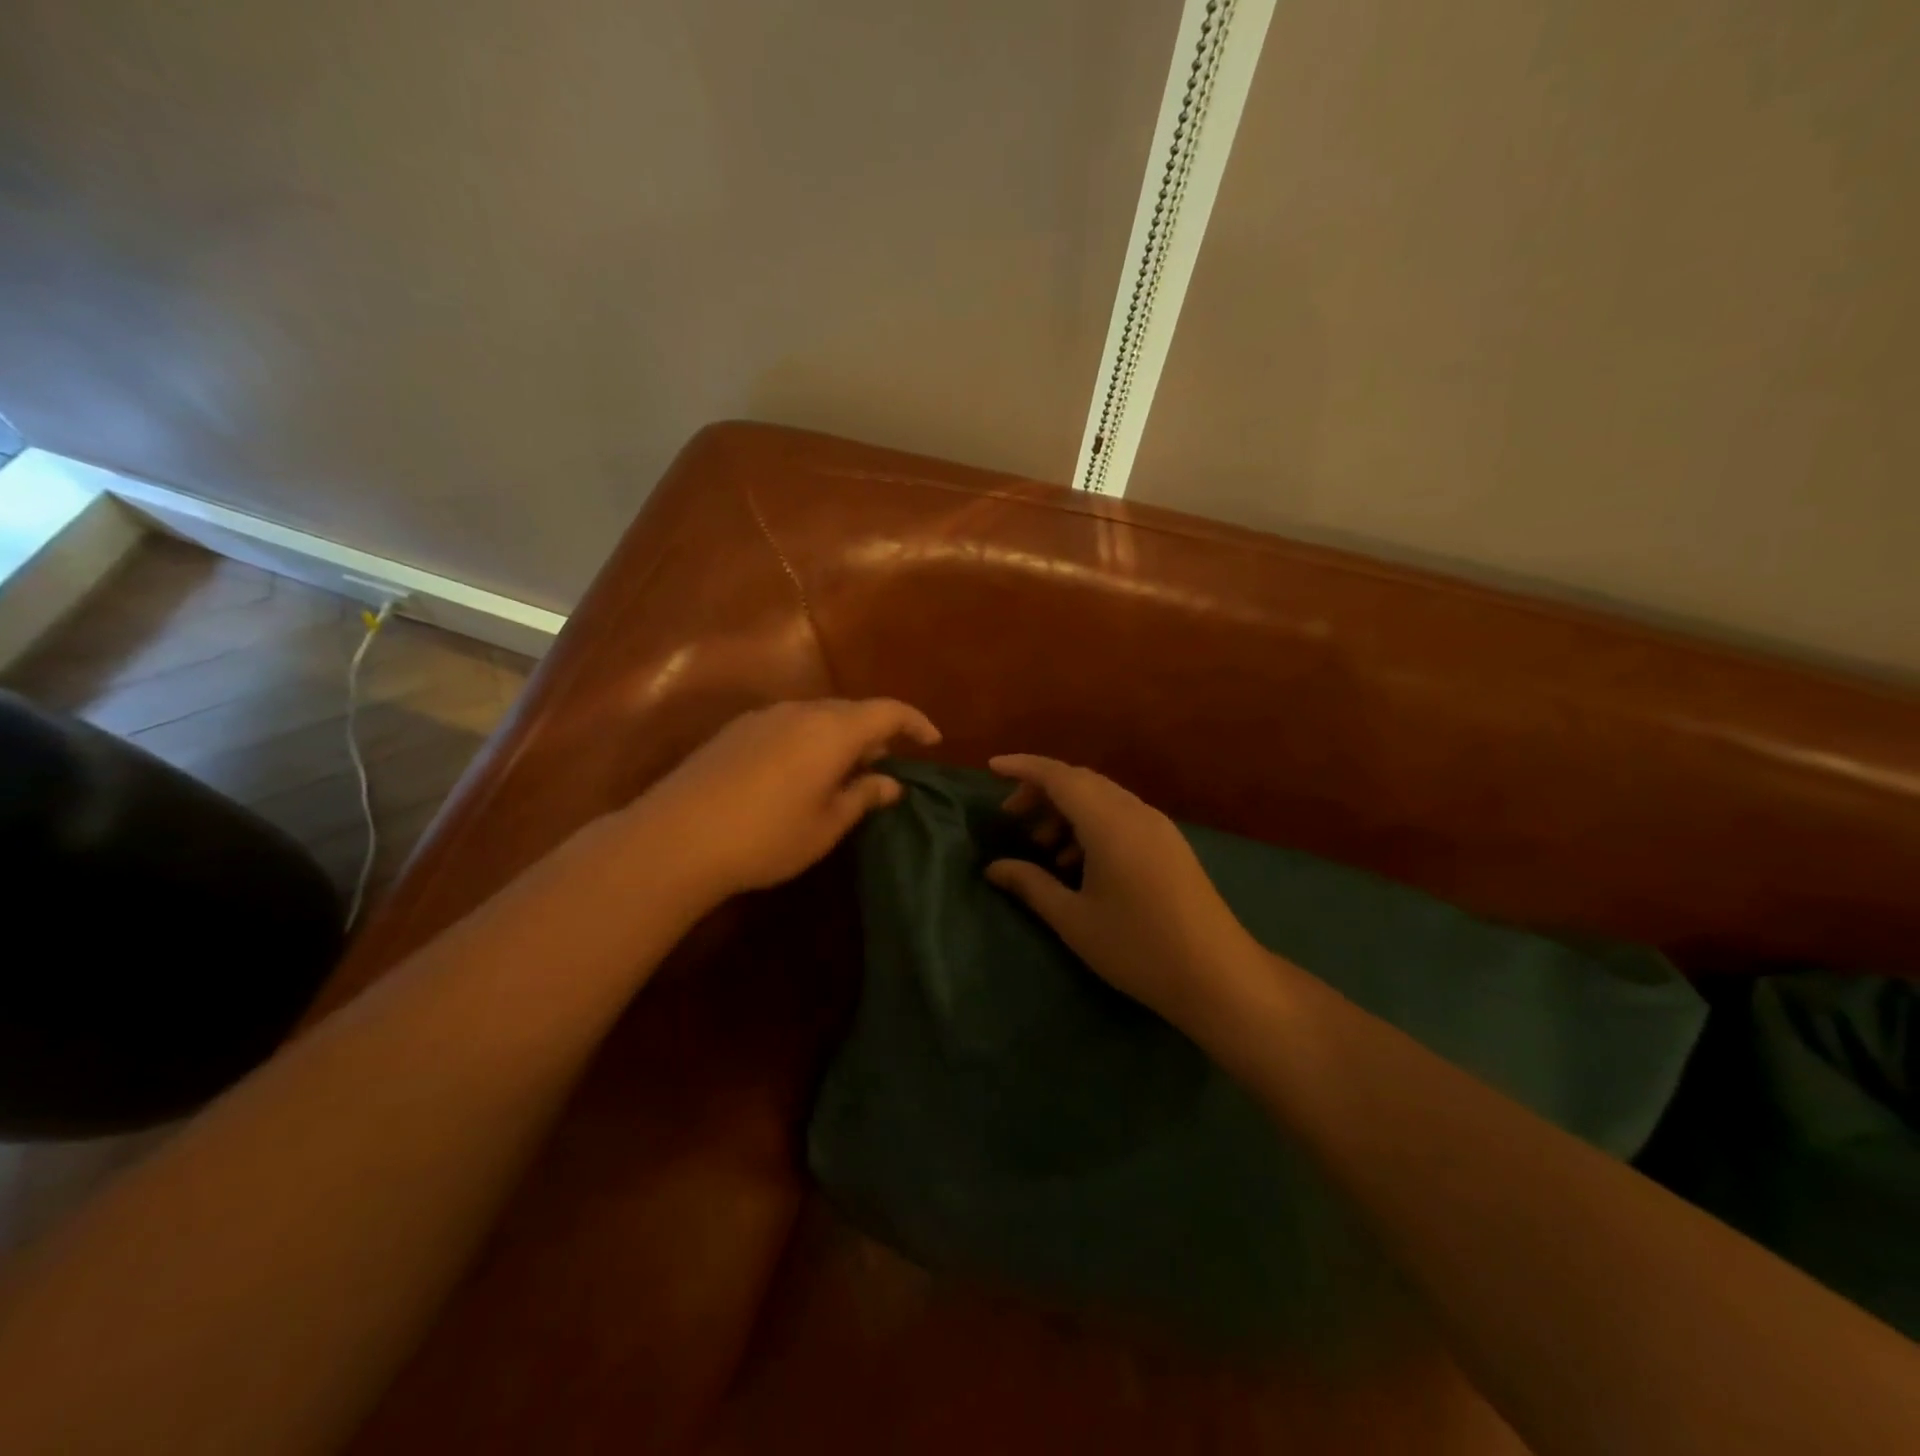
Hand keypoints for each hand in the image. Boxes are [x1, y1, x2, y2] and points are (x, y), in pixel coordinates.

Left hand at [635, 698, 940, 903]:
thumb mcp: (826, 825)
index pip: (887, 711)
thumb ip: (863, 796)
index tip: (932, 741)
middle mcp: (801, 711)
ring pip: (817, 716)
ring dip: (839, 736)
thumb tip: (891, 782)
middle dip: (875, 732)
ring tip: (844, 771)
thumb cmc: (766, 837)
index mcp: (832, 730)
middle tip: (886, 765)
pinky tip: (799, 772)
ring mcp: (763, 717)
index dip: (914, 723)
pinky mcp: (735, 731)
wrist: (676, 838)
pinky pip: (788, 724)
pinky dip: (808, 740)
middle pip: (851, 710)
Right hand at [984, 755, 1264, 1032]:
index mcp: (1109, 822)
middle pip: (1081, 781)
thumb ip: (1031, 885)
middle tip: (1011, 816)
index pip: (1059, 776)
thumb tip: (994, 868)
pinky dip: (1091, 825)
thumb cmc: (1138, 947)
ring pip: (1102, 798)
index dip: (1023, 767)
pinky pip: (1121, 816)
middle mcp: (1135, 812)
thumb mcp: (1074, 919)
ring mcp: (1158, 827)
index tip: (992, 767)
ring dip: (1067, 810)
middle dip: (1042, 791)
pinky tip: (1078, 863)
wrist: (1218, 975)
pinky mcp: (1169, 844)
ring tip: (1042, 847)